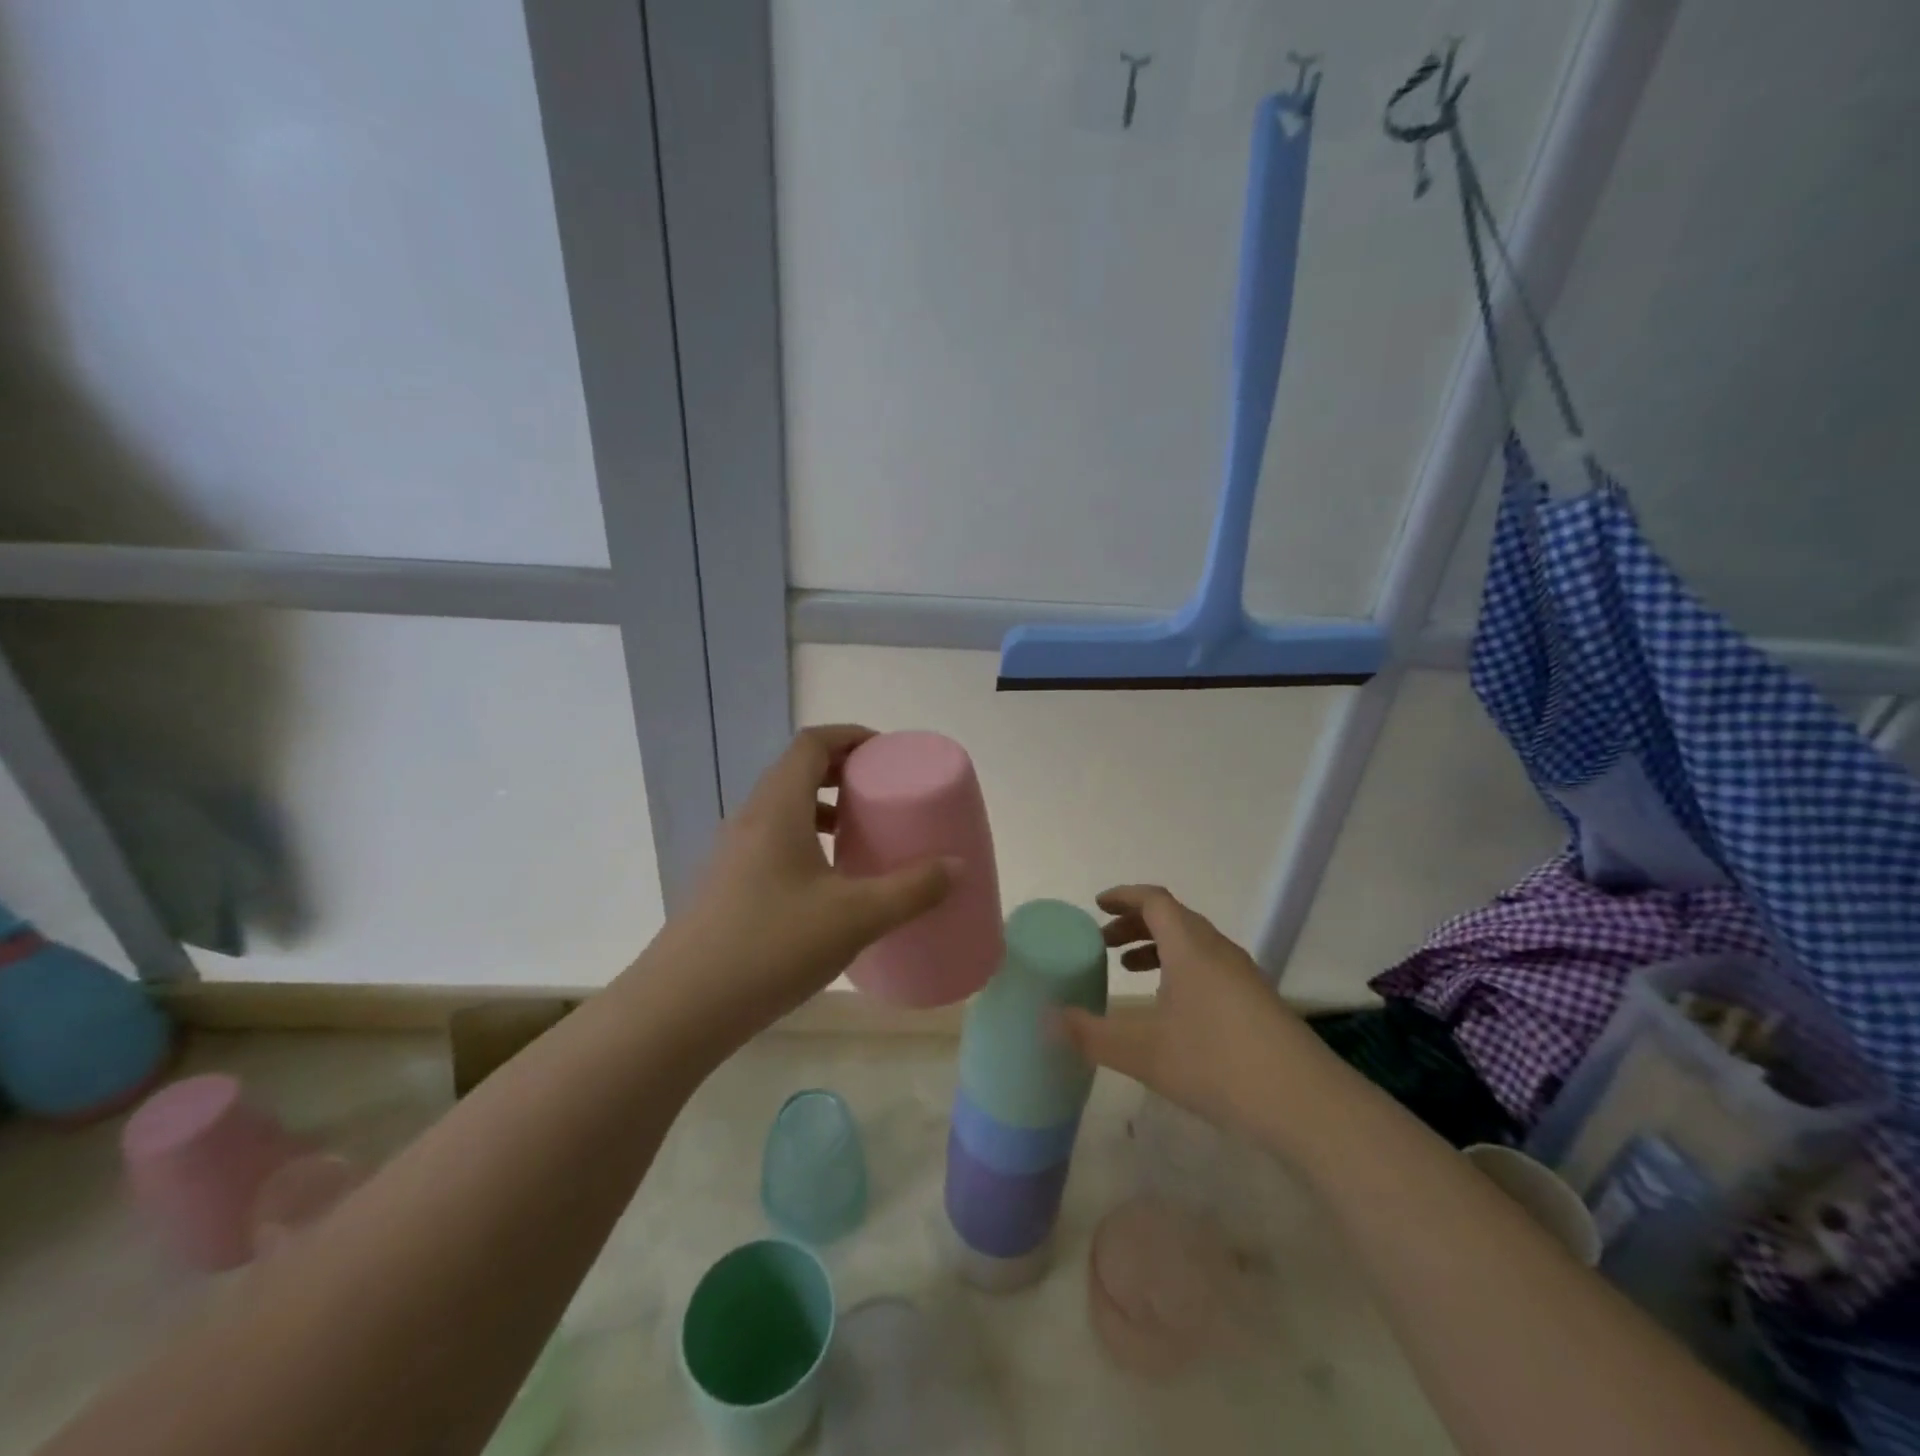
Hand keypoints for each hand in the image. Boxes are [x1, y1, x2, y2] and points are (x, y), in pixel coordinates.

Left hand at [668, 725, 956, 1041]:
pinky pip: (772, 840)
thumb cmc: (772, 946)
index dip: (850, 736)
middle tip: (881, 793)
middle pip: (796, 771)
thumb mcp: (856, 917)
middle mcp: (750, 819)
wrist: (683, 1008)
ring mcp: (732, 853)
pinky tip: (828, 884)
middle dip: (842, 772)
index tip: (887, 752)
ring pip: (783, 808)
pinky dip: (806, 841)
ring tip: (859, 835)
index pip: (811, 744)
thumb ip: (912, 890)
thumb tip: (957, 867)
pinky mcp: (727, 885)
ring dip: (822, 808)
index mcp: (777, 808)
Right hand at [1056, 885, 1320, 1133]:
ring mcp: (1243, 976)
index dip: (1123, 897)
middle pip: (1173, 918)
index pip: (1154, 900)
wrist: (1306, 1104)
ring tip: (1131, 970)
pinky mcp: (1258, 1002)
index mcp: (1190, 947)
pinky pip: (1210, 966)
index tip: (1097, 905)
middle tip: (1104, 944)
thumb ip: (1090, 1034)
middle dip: (1135, 924)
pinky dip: (1181, 969)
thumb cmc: (1217, 1064)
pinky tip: (1173, 1009)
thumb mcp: (1143, 1052)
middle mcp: (1218, 950)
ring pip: (1194, 944)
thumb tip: (1045, 1019)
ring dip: (1159, 947)